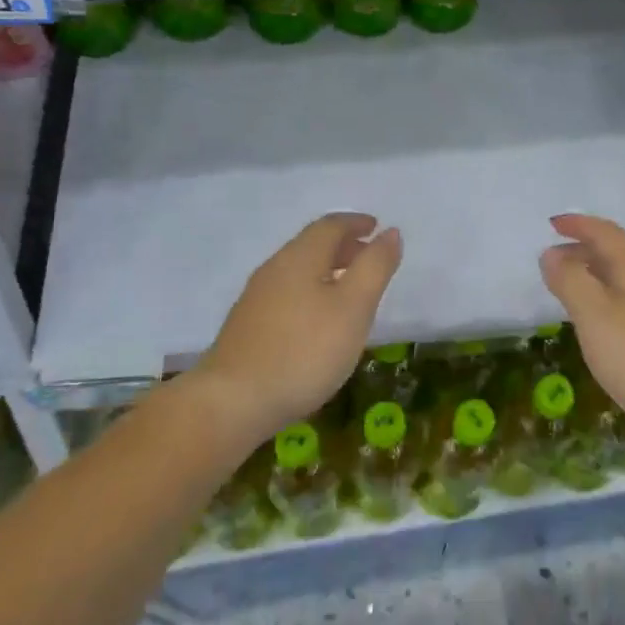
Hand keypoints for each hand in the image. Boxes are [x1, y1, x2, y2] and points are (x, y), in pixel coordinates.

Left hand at [194, 213, 402, 446]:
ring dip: (327, 271)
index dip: (356, 223)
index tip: (377, 227)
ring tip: (351, 292)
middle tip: (370, 259)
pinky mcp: (248, 326)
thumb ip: (374, 267)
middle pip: (312, 246)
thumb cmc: (304, 351)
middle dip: (344, 246)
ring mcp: (256, 298)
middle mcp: (274, 269)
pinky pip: (287, 294)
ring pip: (298, 271)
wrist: (233, 402)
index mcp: (300, 257)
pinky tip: (319, 322)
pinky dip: (311, 293)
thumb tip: (391, 232)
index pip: (330, 225)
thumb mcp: (353, 307)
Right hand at [538, 214, 624, 441]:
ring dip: (593, 275)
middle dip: (582, 249)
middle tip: (551, 259)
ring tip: (567, 288)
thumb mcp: (595, 316)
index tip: (552, 224)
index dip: (579, 224)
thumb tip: (552, 254)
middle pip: (616, 254)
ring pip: (622, 280)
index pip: (606, 233)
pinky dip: (603, 300)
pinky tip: (596, 324)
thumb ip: (571, 282)